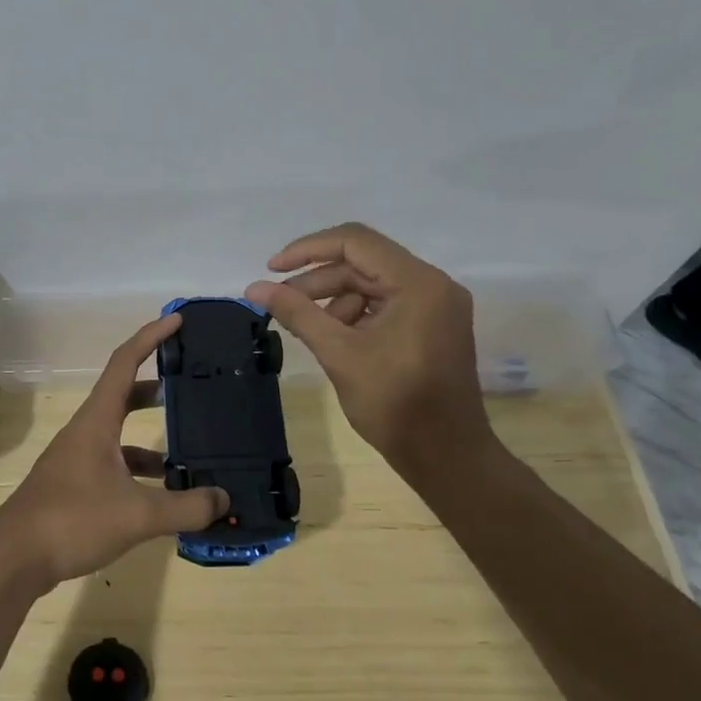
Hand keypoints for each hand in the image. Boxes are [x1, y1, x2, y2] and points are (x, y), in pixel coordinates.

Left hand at [0, 314, 228, 591]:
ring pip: (120, 434)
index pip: (125, 362)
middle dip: (157, 386)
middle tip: (191, 384)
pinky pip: (115, 464)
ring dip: (151, 435)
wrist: (14, 558)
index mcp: (97, 420)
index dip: (151, 337)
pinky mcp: (75, 485)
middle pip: (124, 394)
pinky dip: (140, 470)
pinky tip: (163, 493)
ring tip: (191, 448)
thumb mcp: (137, 514)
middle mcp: (86, 431)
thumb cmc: (72, 520)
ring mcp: (77, 459)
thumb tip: (223, 498)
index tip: (178, 320)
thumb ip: (185, 506)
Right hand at [245, 222, 494, 465]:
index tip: (272, 269)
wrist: (447, 458)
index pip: (355, 242)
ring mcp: (435, 305)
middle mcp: (432, 284)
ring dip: (332, 299)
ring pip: (370, 283)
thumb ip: (297, 313)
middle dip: (317, 280)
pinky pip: (384, 303)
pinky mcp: (431, 325)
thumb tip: (254, 287)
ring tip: (304, 327)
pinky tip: (331, 338)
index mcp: (418, 283)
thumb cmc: (396, 405)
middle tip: (279, 303)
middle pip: (362, 262)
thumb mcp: (339, 355)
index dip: (307, 250)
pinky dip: (353, 314)